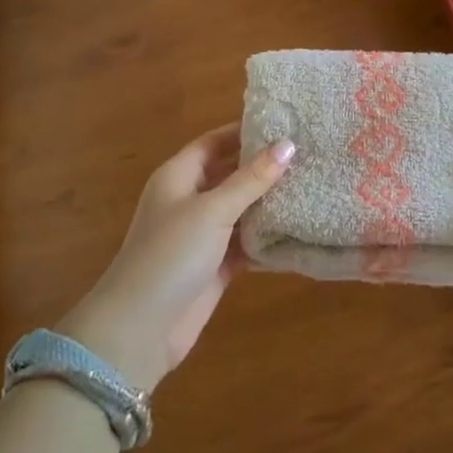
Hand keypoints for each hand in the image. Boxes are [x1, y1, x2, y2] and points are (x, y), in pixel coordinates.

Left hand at [57, 124, 292, 392]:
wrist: (140, 330)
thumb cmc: (170, 255)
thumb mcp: (212, 210)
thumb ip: (251, 179)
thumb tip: (288, 144)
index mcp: (178, 177)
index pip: (214, 142)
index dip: (244, 131)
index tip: (284, 123)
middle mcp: (190, 201)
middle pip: (230, 174)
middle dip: (263, 166)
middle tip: (308, 153)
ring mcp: (203, 235)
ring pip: (242, 209)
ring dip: (270, 202)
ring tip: (313, 184)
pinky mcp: (216, 266)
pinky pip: (247, 242)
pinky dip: (269, 236)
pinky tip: (301, 227)